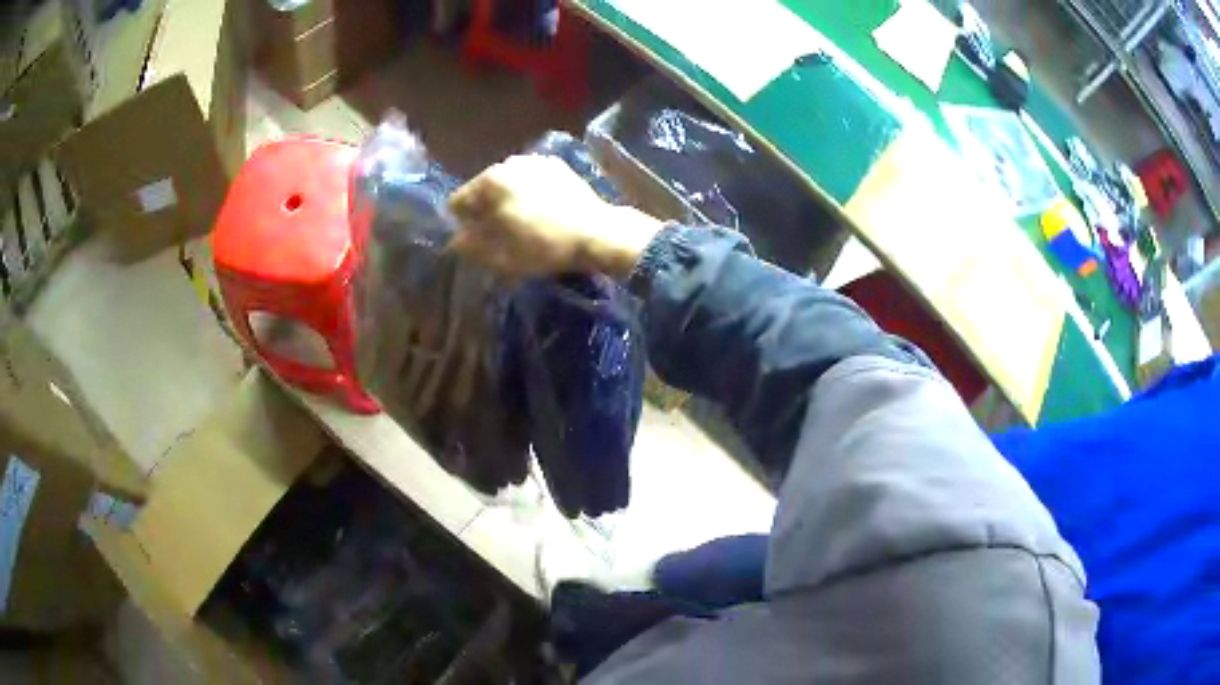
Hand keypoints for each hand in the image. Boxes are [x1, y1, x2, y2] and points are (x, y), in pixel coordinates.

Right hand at [448, 155, 662, 277]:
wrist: (598, 234)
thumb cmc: (543, 246)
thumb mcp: (500, 256)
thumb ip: (471, 246)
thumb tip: (456, 241)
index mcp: (491, 180)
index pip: (459, 200)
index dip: (461, 222)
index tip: (472, 240)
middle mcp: (510, 162)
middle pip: (485, 189)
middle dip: (485, 210)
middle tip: (496, 235)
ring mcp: (537, 161)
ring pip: (509, 184)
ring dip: (508, 201)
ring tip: (520, 225)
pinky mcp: (559, 167)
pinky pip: (532, 182)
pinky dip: (530, 195)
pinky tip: (541, 214)